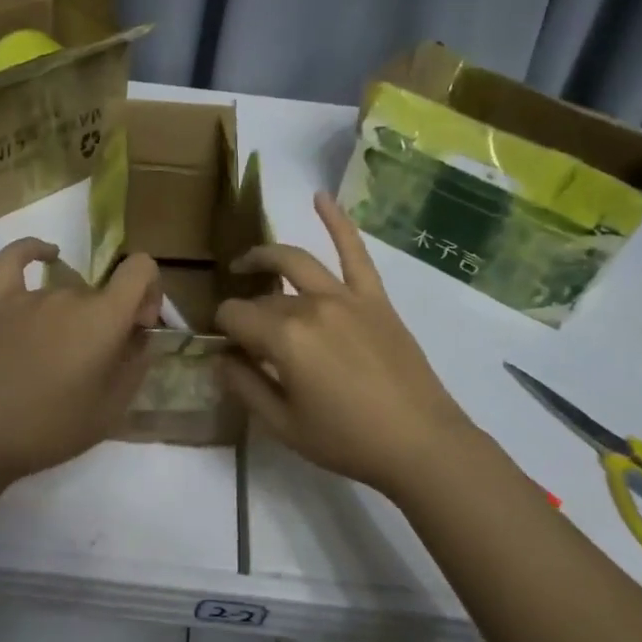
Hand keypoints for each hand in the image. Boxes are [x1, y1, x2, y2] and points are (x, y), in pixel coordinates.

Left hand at [0, 238, 161, 489]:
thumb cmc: (48, 430)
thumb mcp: (110, 410)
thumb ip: (135, 366)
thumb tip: (141, 337)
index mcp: (103, 318)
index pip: (140, 269)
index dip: (150, 291)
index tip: (139, 326)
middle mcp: (70, 296)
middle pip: (102, 293)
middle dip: (110, 320)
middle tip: (95, 366)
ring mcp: (29, 297)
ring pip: (67, 294)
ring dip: (75, 317)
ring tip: (60, 362)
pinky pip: (14, 261)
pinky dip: (34, 251)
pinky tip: (47, 255)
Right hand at [216, 193, 482, 498]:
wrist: (421, 444)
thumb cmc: (347, 441)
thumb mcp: (283, 426)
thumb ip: (244, 386)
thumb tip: (221, 358)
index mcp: (284, 337)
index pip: (233, 316)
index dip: (223, 332)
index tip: (229, 352)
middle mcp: (311, 305)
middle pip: (263, 297)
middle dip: (247, 314)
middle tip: (246, 341)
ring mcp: (346, 296)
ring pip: (295, 262)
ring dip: (265, 256)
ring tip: (246, 264)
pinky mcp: (375, 298)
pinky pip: (355, 251)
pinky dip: (337, 221)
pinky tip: (319, 197)